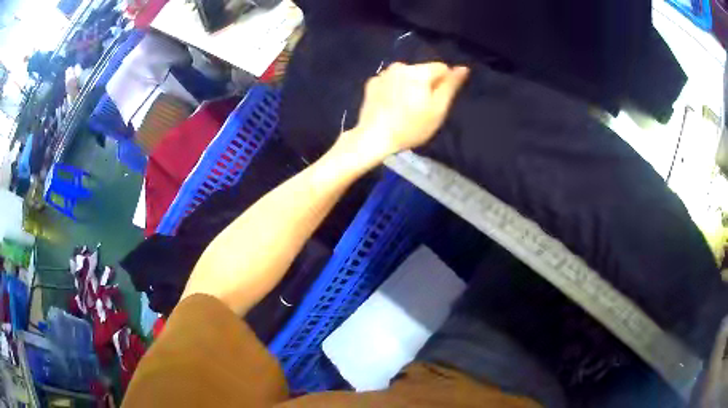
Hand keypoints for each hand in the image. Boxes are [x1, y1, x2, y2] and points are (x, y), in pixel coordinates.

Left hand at [346, 62, 468, 160]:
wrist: (373, 137)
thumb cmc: (411, 127)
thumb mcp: (438, 109)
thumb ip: (451, 86)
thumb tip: (463, 68)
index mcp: (418, 71)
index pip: (441, 68)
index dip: (444, 84)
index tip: (437, 102)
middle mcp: (400, 66)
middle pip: (422, 71)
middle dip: (426, 85)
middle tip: (421, 109)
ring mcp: (382, 74)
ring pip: (406, 76)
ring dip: (409, 86)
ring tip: (405, 109)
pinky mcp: (371, 83)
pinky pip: (390, 82)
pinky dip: (393, 90)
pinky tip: (390, 106)